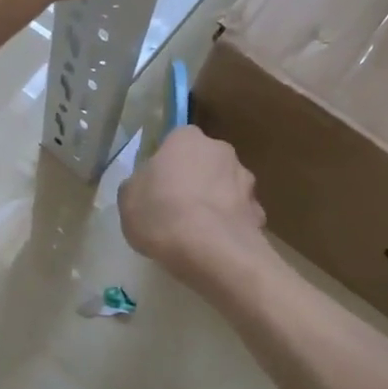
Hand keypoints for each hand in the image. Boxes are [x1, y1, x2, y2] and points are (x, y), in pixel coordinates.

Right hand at [119, 126, 268, 293]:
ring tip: (198, 233)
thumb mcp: (128, 198)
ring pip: (226, 188)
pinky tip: (217, 246)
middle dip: (196, 180)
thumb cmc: (161, 213)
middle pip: (205, 162)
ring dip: (215, 202)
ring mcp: (245, 180)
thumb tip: (149, 186)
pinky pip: (239, 215)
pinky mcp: (259, 211)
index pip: (176, 141)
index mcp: (187, 138)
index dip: (167, 164)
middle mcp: (221, 150)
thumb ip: (139, 184)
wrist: (211, 250)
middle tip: (176, 208)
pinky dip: (230, 226)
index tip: (158, 185)